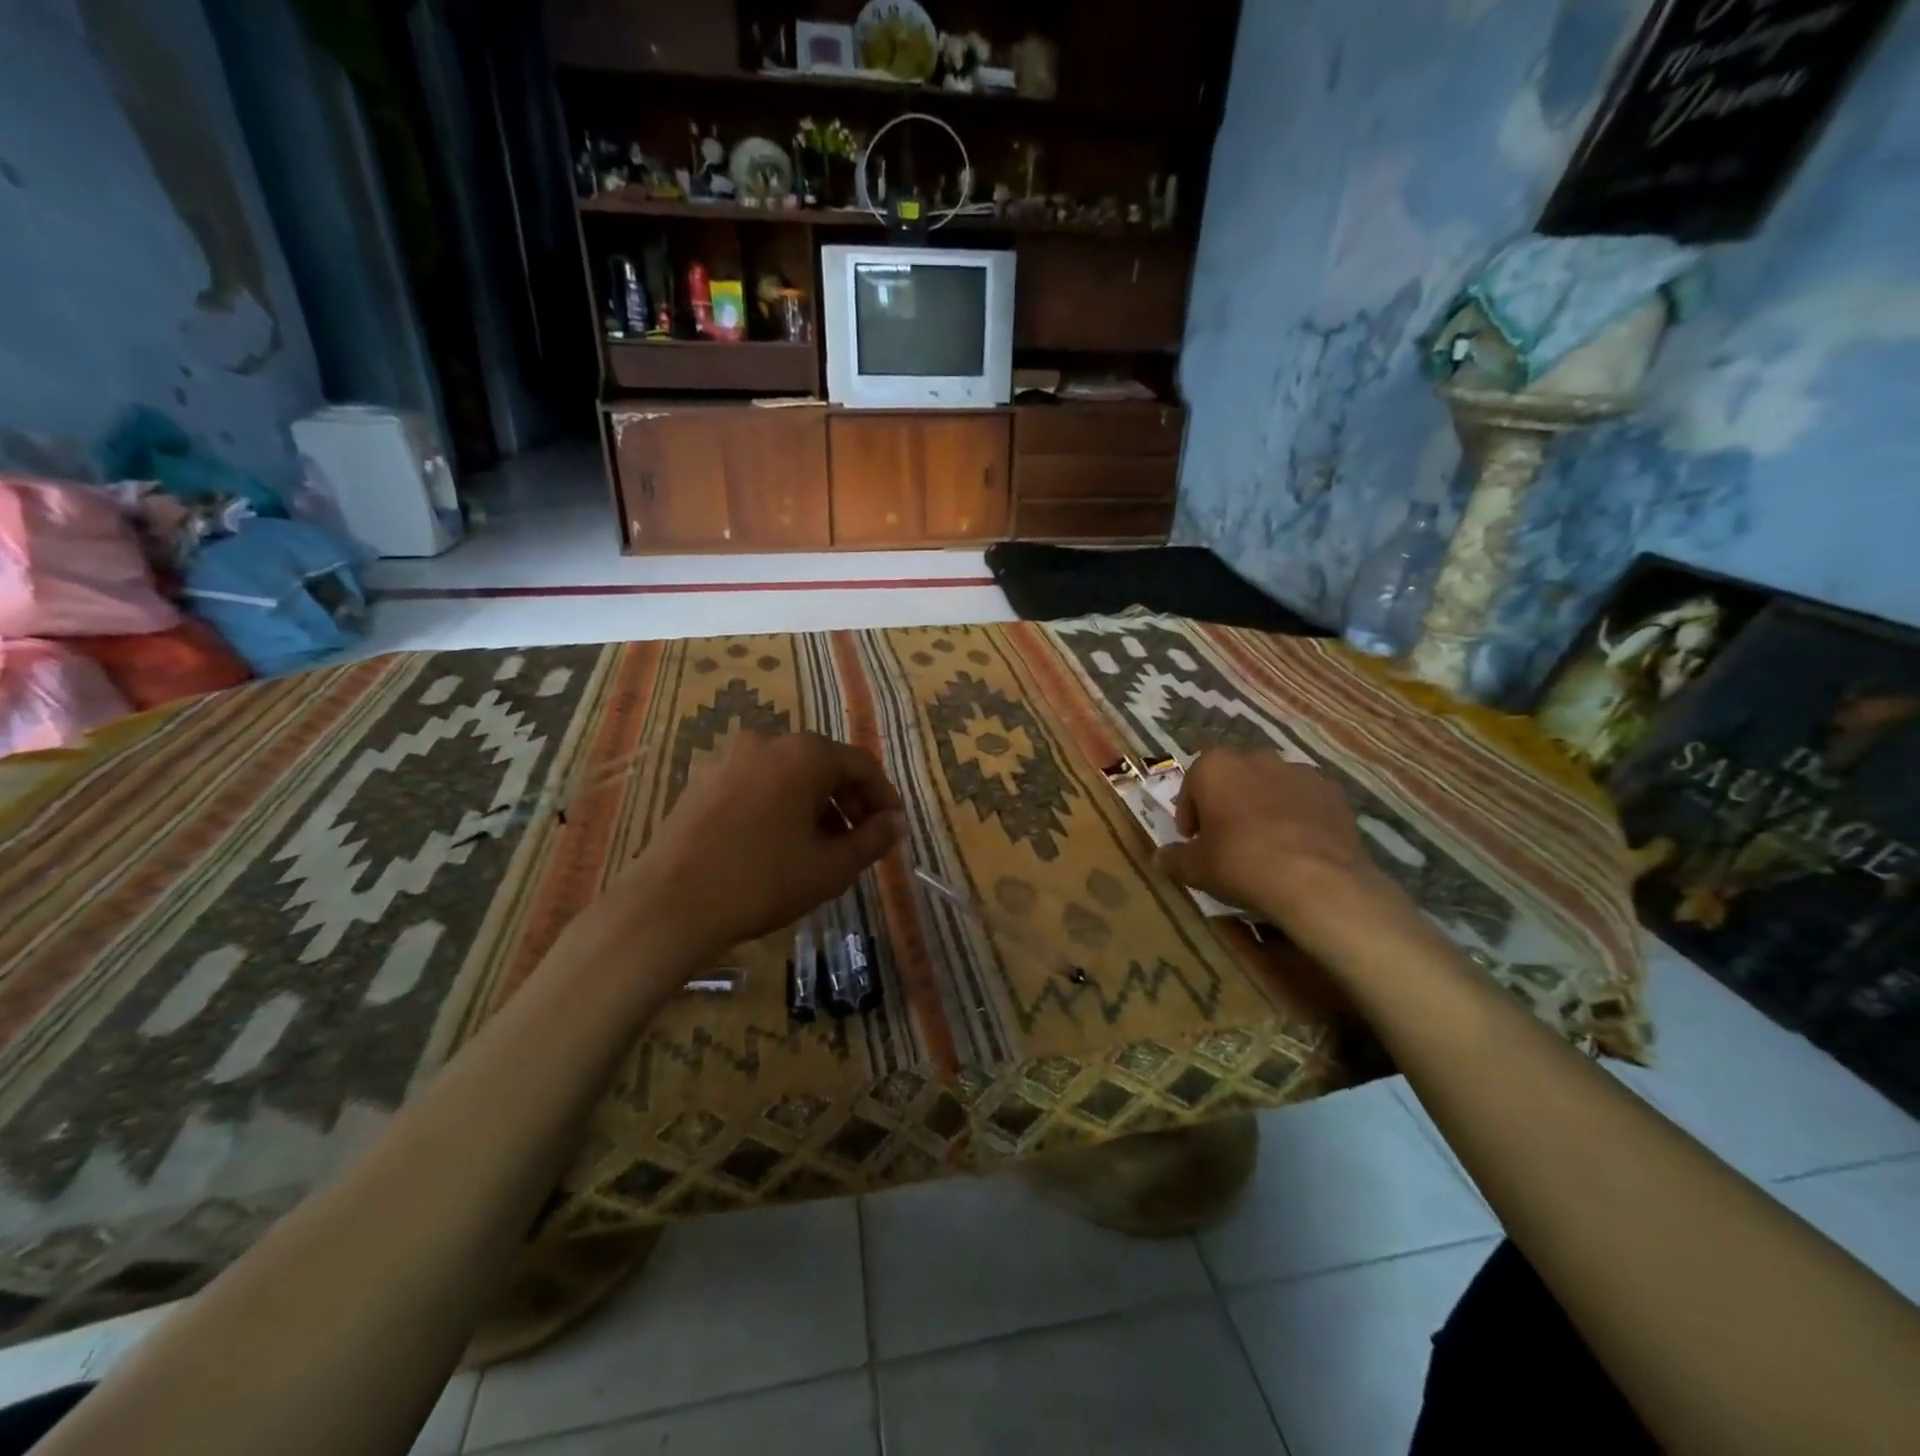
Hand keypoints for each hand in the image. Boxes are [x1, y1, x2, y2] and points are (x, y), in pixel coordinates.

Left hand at [618, 730, 904, 956]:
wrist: (670, 904)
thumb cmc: (763, 881)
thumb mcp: (831, 867)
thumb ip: (873, 839)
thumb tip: (897, 823)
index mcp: (804, 754)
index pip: (861, 764)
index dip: (883, 796)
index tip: (892, 828)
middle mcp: (767, 742)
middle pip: (824, 764)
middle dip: (849, 801)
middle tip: (860, 841)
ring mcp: (729, 759)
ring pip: (789, 775)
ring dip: (814, 804)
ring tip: (821, 847)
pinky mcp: (702, 781)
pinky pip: (757, 784)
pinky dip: (779, 805)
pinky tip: (778, 843)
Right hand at [1153, 749, 1409, 952]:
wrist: (1317, 881)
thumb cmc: (1241, 864)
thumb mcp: (1196, 869)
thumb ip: (1174, 858)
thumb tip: (1159, 858)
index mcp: (1215, 767)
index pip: (1192, 784)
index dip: (1190, 813)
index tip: (1192, 840)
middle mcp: (1256, 758)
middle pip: (1232, 778)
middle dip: (1226, 802)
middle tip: (1226, 838)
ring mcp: (1298, 771)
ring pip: (1270, 785)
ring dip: (1262, 806)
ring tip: (1265, 843)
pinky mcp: (1332, 791)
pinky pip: (1303, 799)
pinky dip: (1296, 814)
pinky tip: (1297, 846)